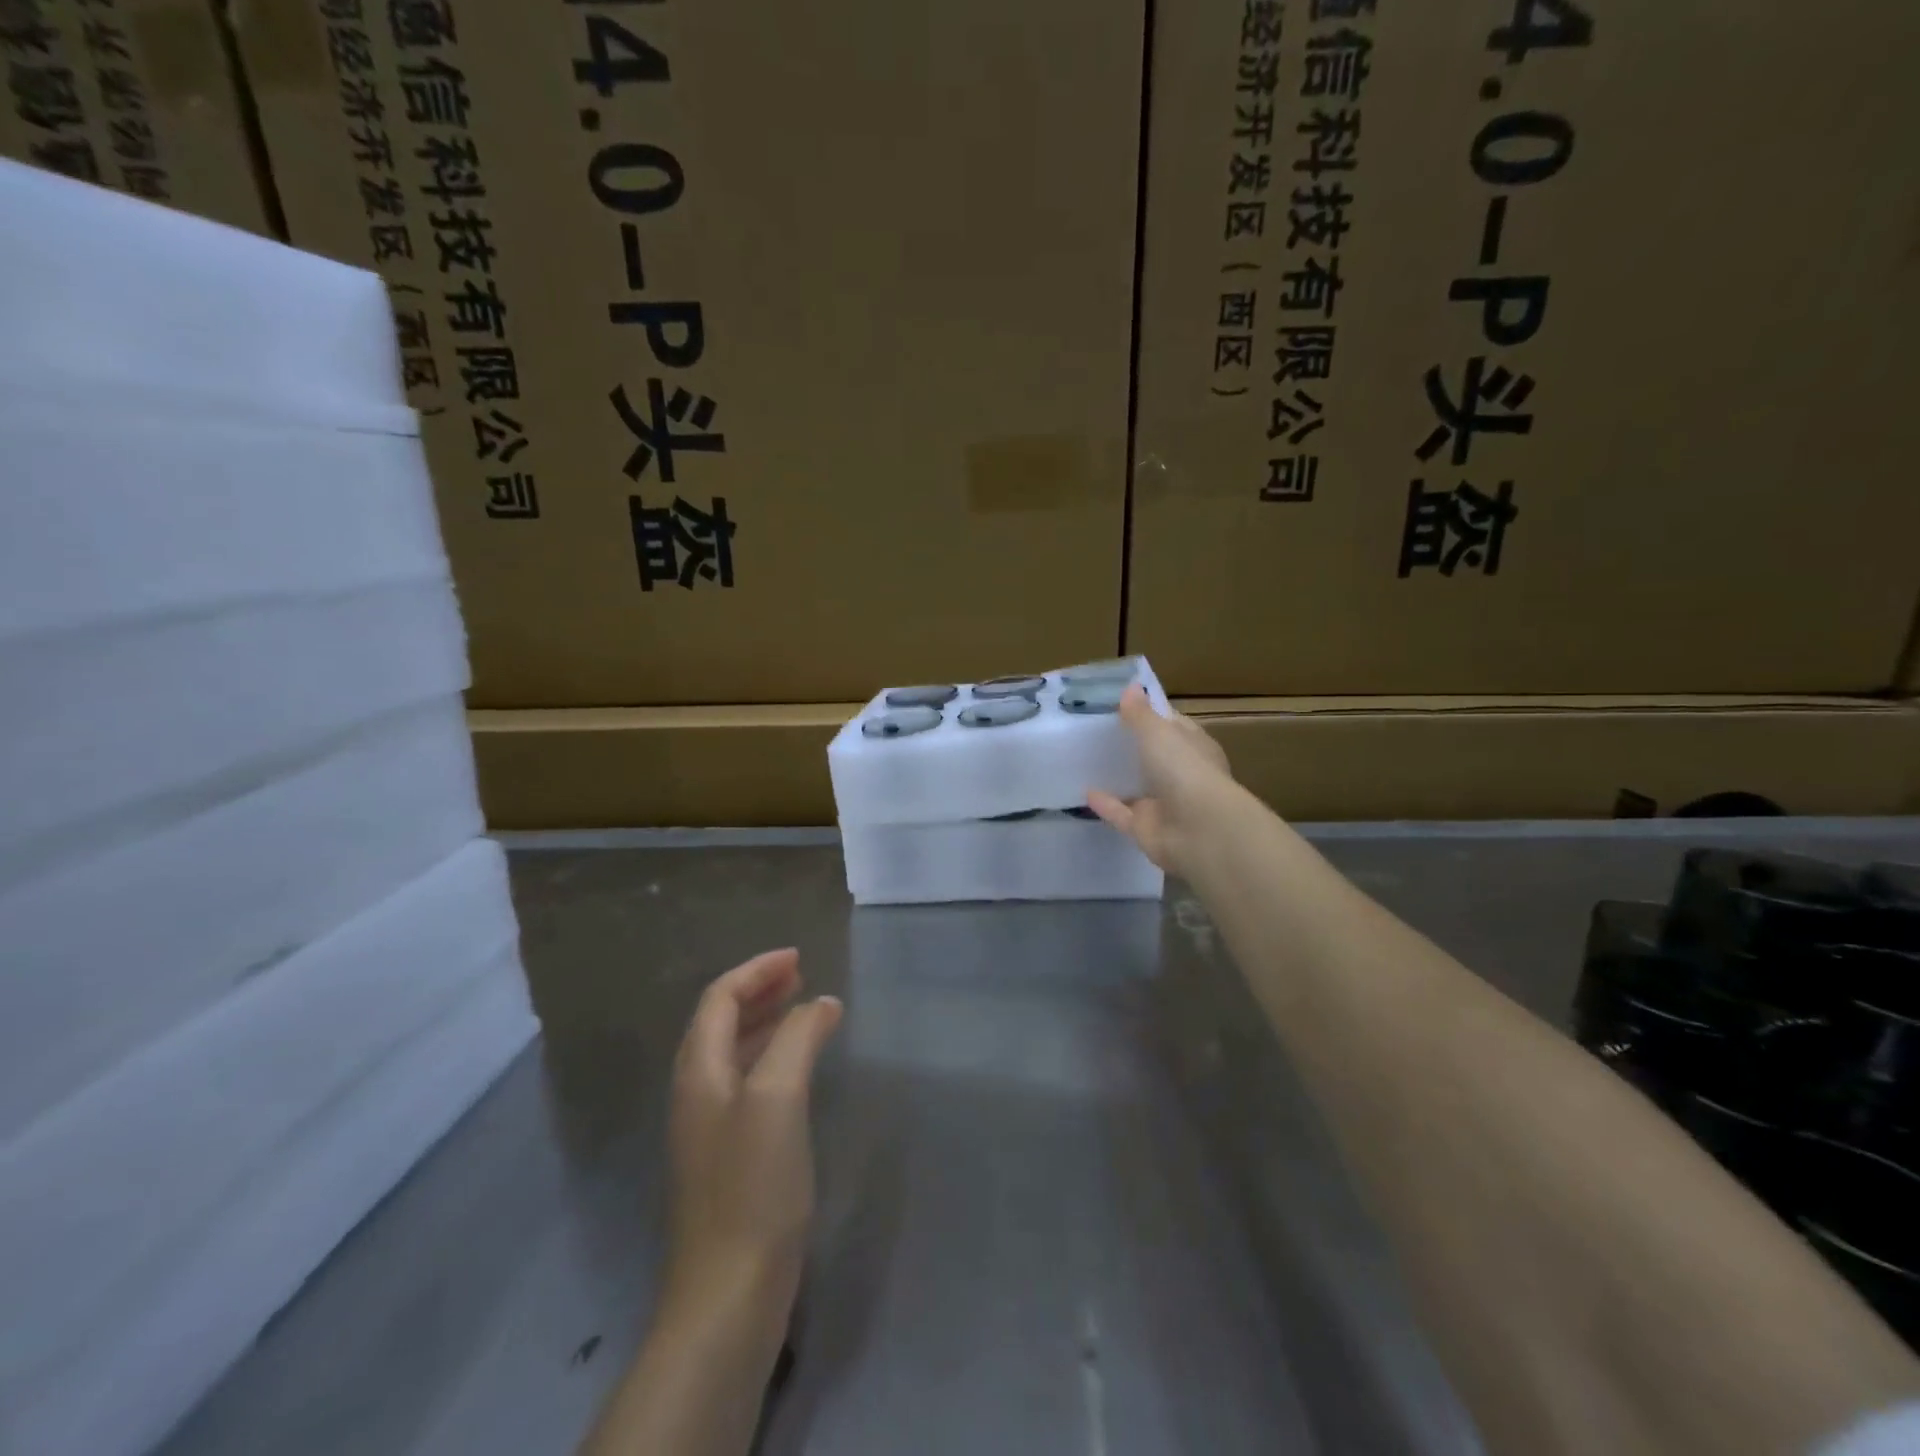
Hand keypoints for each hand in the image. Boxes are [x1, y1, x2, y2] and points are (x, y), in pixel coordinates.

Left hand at [662, 949, 842, 1334]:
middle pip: (720, 1020)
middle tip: (802, 976)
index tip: (799, 957)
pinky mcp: (726, 1154)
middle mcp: (696, 1090)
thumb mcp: (779, 1096)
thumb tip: (820, 1003)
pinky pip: (747, 1081)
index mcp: (698, 1070)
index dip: (757, 970)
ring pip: (733, 1051)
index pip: (720, 997)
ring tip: (805, 1010)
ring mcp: (708, 1126)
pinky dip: (771, 1057)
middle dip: (759, 990)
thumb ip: (797, 1038)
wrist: (729, 1291)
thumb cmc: (753, 1184)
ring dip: (765, 1022)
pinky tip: (799, 1068)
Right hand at [1087, 683, 1235, 876]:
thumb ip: (1140, 713)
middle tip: (1096, 732)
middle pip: (1153, 758)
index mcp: (1194, 747)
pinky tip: (1084, 792)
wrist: (1198, 830)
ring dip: (1118, 778)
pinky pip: (1121, 814)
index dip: (1151, 715)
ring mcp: (1164, 804)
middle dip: (1131, 747)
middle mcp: (1181, 775)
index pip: (1173, 726)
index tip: (1122, 705)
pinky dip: (1105, 805)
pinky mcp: (1145, 829)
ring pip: (1137, 788)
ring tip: (1086, 761)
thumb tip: (1131, 687)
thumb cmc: (1184, 769)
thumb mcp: (1158, 732)